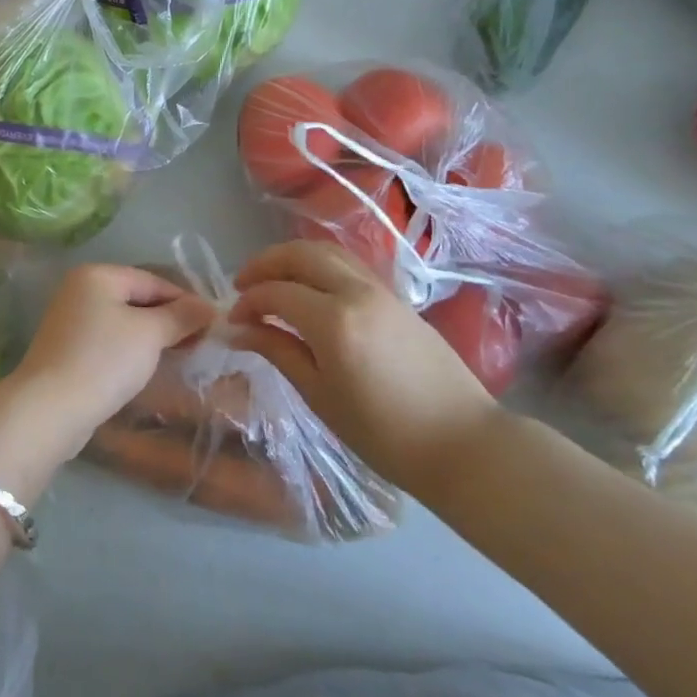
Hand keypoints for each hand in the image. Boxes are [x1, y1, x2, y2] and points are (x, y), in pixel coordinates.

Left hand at [9, 264, 216, 455]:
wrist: (50, 408)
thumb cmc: (104, 360)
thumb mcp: (150, 334)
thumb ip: (180, 316)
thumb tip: (208, 307)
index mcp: (98, 275)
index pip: (152, 280)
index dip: (185, 301)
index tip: (213, 325)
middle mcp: (80, 290)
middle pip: (137, 299)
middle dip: (169, 319)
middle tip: (201, 343)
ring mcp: (71, 320)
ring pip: (124, 321)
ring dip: (152, 337)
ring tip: (181, 356)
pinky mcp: (68, 349)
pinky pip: (109, 341)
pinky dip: (131, 350)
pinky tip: (148, 368)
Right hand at [229, 241, 497, 495]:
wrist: (464, 444)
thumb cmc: (384, 434)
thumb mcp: (320, 396)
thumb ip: (277, 352)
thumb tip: (237, 330)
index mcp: (333, 320)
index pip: (275, 293)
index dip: (247, 303)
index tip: (232, 323)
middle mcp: (356, 292)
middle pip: (300, 255)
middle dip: (264, 264)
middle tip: (243, 286)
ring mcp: (381, 290)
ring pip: (327, 252)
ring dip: (292, 259)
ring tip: (272, 281)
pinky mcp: (397, 298)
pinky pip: (348, 265)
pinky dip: (320, 265)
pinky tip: (309, 290)